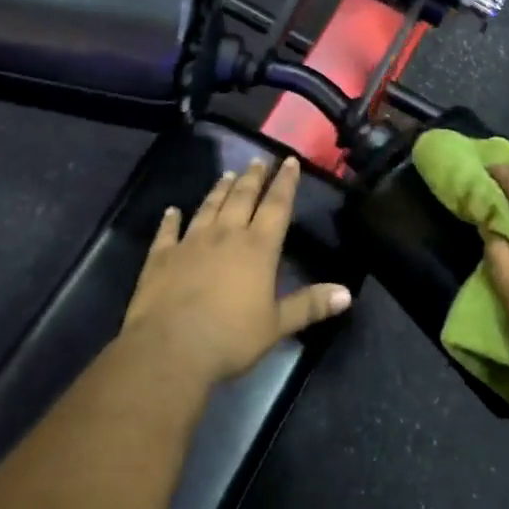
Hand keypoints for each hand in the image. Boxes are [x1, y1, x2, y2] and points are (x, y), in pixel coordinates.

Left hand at [122, 156, 351, 384]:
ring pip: (208, 207)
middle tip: (258, 160)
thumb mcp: (277, 325)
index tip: (289, 161)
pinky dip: (171, 219)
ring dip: (219, 190)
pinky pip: (168, 231)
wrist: (170, 348)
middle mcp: (225, 235)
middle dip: (253, 178)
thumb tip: (347, 293)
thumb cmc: (230, 338)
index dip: (285, 183)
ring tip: (227, 174)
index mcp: (257, 248)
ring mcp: (190, 242)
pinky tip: (172, 210)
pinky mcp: (161, 256)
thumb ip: (309, 305)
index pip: (277, 206)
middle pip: (242, 198)